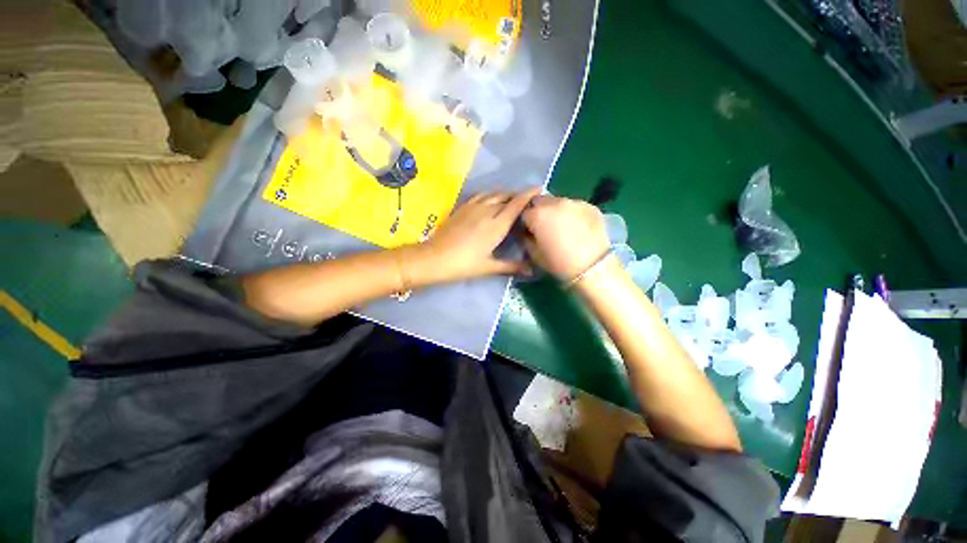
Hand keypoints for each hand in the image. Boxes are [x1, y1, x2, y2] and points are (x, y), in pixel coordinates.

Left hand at [411, 188, 540, 281]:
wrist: (434, 258)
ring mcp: (473, 207)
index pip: (516, 204)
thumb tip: (532, 272)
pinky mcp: (462, 207)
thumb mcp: (489, 267)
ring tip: (511, 198)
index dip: (528, 195)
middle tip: (527, 199)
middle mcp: (487, 211)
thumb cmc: (464, 264)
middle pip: (506, 196)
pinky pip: (480, 195)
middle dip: (518, 194)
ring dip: (505, 193)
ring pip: (493, 194)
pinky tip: (490, 199)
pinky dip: (490, 194)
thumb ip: (512, 266)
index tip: (539, 188)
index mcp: (496, 225)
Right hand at [522, 195, 610, 280]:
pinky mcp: (590, 206)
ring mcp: (574, 202)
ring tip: (563, 227)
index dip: (526, 222)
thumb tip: (528, 232)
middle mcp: (555, 202)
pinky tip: (578, 228)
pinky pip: (575, 206)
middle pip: (540, 201)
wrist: (593, 267)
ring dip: (557, 211)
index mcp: (537, 214)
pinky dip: (573, 214)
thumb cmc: (559, 263)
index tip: (530, 231)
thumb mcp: (534, 254)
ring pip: (559, 202)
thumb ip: (526, 238)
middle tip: (545, 227)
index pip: (524, 212)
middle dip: (540, 211)